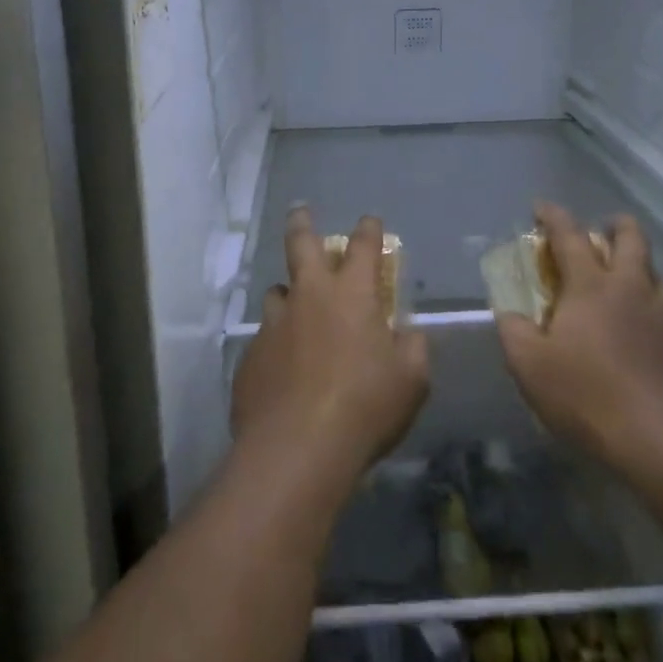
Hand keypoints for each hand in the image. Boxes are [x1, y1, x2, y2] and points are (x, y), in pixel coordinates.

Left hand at [231, 210, 429, 483]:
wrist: (296, 450)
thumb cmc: (364, 407)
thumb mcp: (411, 380)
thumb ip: (412, 348)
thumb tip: (407, 334)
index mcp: (351, 294)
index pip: (363, 246)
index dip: (369, 230)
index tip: (370, 222)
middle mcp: (309, 296)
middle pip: (301, 244)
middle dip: (303, 223)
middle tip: (300, 211)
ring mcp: (274, 324)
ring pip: (277, 292)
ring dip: (288, 294)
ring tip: (294, 308)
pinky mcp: (250, 355)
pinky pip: (264, 338)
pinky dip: (276, 343)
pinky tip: (283, 369)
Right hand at [497, 202, 662, 475]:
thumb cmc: (589, 397)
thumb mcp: (530, 367)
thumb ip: (514, 332)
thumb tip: (510, 313)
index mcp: (592, 287)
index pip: (570, 236)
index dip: (553, 216)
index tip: (541, 207)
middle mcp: (634, 290)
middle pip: (633, 239)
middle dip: (618, 226)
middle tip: (606, 230)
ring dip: (647, 273)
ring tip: (635, 288)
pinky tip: (656, 342)